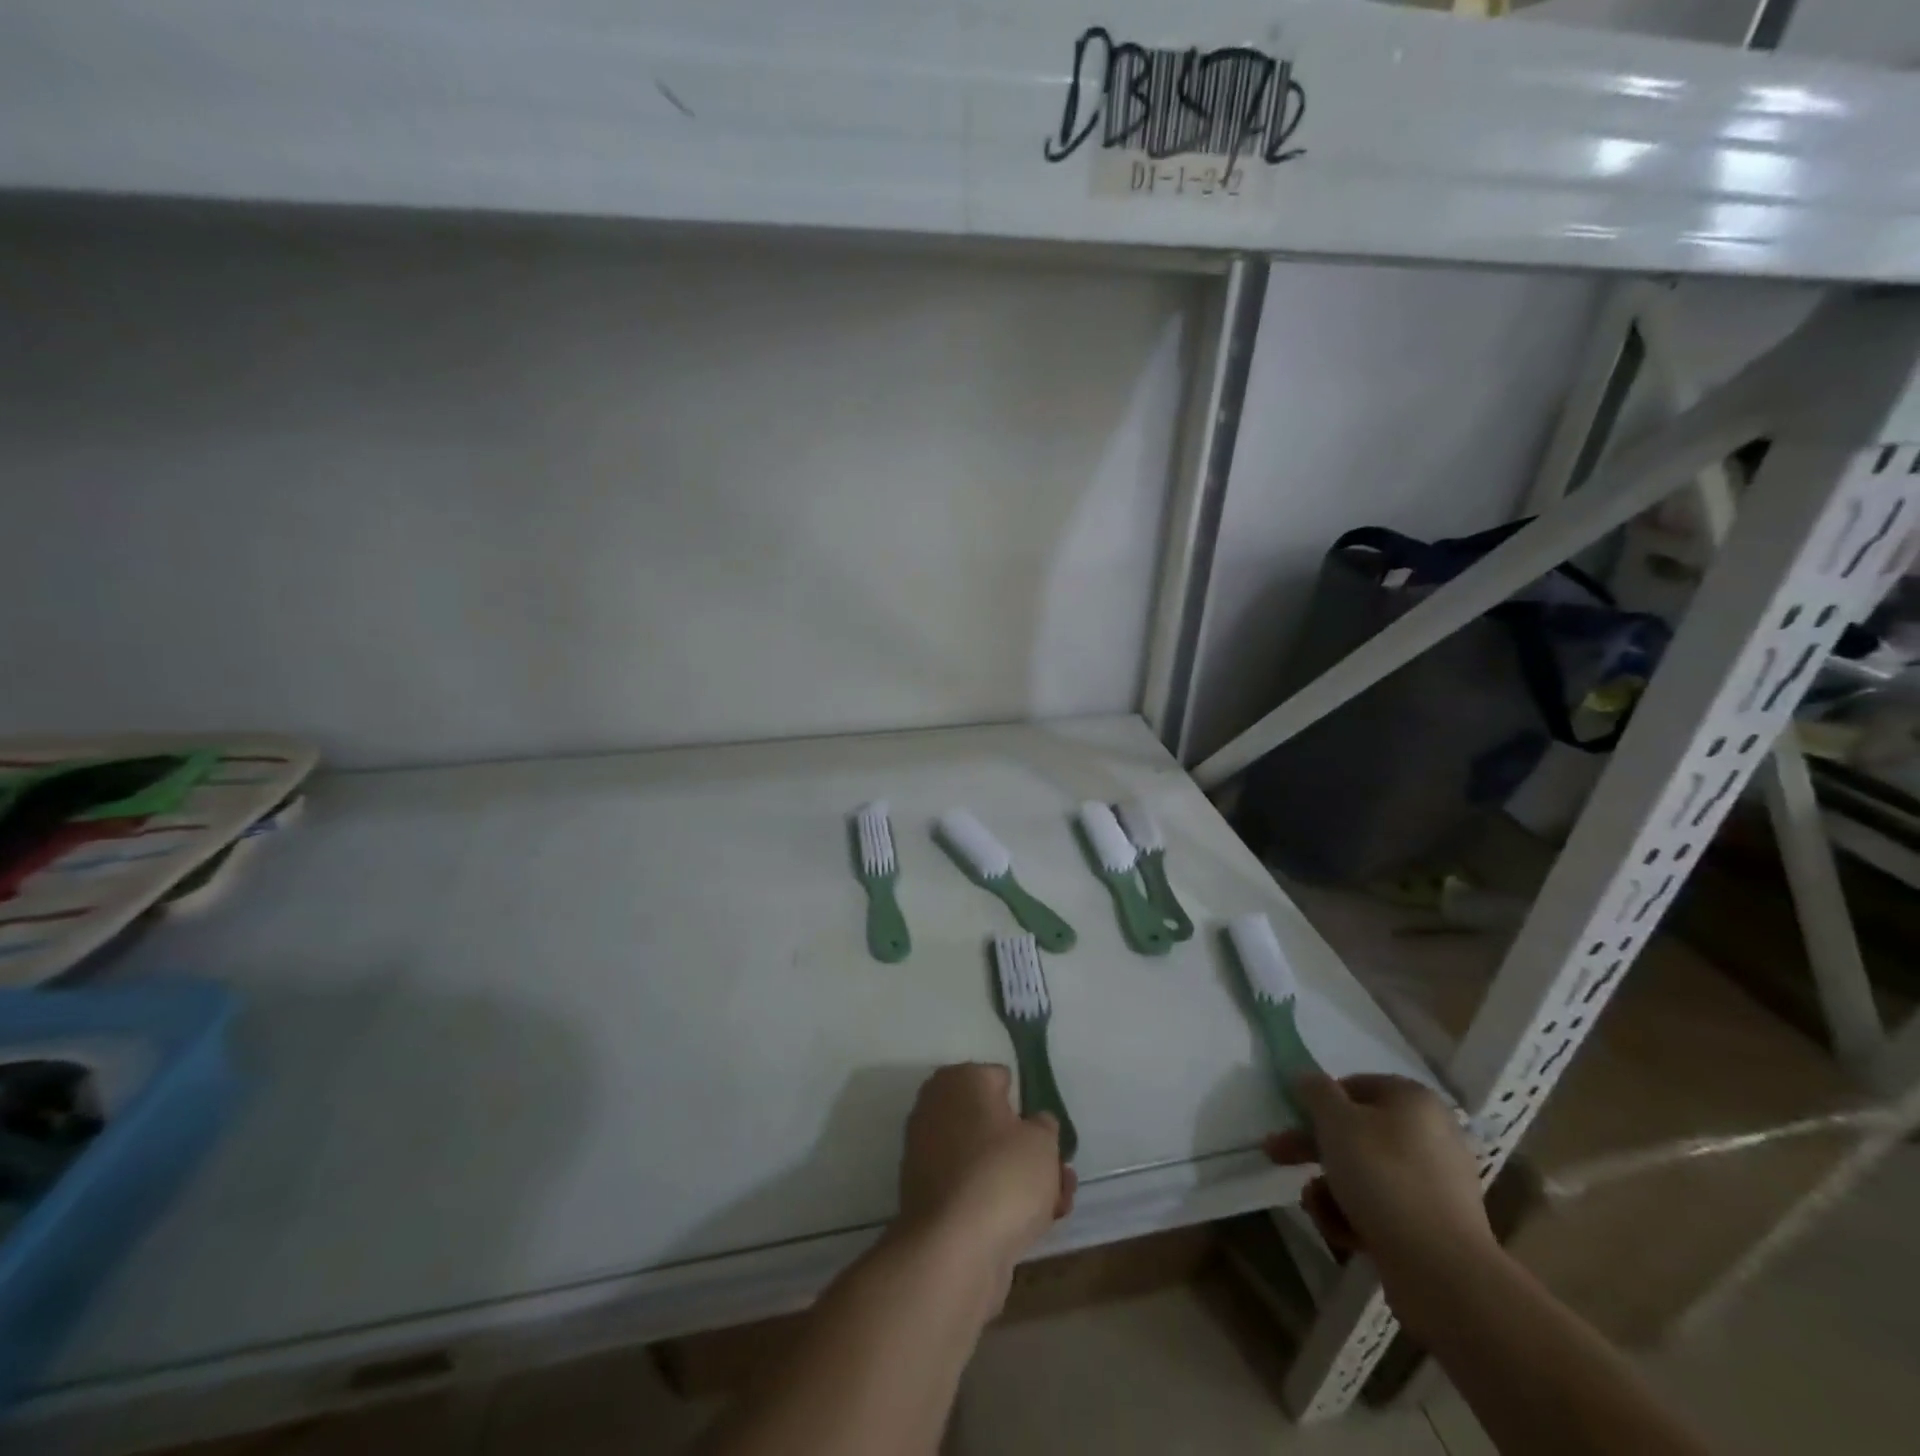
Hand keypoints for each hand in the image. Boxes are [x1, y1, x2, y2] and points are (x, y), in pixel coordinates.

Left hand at [898, 1064, 1075, 1273]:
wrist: (953, 1250)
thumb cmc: (1002, 1175)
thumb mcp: (1042, 1141)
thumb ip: (1044, 1126)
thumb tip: (1033, 1125)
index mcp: (959, 1080)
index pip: (1000, 1079)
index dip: (1027, 1105)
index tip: (1045, 1133)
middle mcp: (936, 1108)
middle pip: (993, 1123)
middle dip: (1027, 1148)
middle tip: (1058, 1172)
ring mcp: (928, 1154)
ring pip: (986, 1158)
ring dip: (1020, 1179)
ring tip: (1056, 1204)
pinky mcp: (929, 1197)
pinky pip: (972, 1187)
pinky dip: (997, 1201)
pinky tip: (1031, 1226)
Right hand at [1265, 1073, 1497, 1294]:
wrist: (1442, 1272)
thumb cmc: (1384, 1178)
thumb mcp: (1336, 1121)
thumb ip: (1316, 1092)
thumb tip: (1307, 1078)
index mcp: (1414, 1101)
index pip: (1356, 1085)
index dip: (1321, 1100)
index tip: (1294, 1117)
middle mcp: (1429, 1137)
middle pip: (1356, 1132)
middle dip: (1312, 1148)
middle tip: (1275, 1154)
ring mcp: (1432, 1185)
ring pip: (1363, 1174)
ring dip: (1329, 1188)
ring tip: (1316, 1207)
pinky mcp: (1430, 1227)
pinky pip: (1381, 1209)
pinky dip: (1355, 1218)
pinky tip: (1343, 1235)